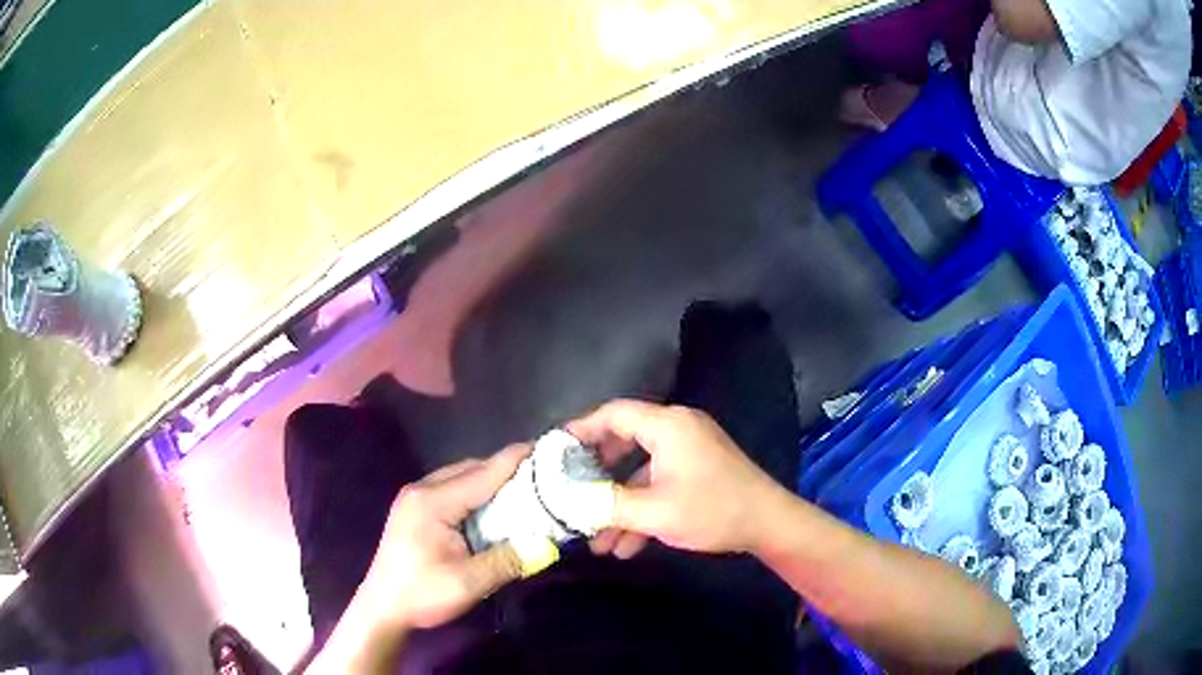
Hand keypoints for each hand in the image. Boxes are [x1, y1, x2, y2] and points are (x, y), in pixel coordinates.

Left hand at [356, 444, 530, 630]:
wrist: (382, 608)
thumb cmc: (422, 594)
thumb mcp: (468, 583)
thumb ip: (507, 561)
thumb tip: (547, 546)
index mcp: (433, 502)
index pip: (482, 474)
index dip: (513, 460)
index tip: (543, 446)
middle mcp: (422, 490)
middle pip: (469, 469)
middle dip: (503, 469)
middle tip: (539, 475)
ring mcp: (414, 498)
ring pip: (459, 478)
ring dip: (488, 481)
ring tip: (521, 489)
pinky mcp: (413, 510)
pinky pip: (450, 490)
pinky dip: (473, 492)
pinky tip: (489, 507)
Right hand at [567, 399, 789, 558]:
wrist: (768, 524)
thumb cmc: (712, 510)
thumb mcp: (654, 512)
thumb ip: (606, 504)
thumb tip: (567, 500)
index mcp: (667, 426)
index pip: (613, 414)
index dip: (580, 429)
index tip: (554, 451)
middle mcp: (677, 429)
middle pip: (624, 440)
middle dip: (596, 470)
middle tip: (569, 488)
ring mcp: (689, 450)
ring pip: (640, 470)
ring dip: (619, 502)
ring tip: (595, 537)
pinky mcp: (697, 470)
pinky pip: (659, 482)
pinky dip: (642, 507)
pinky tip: (626, 546)